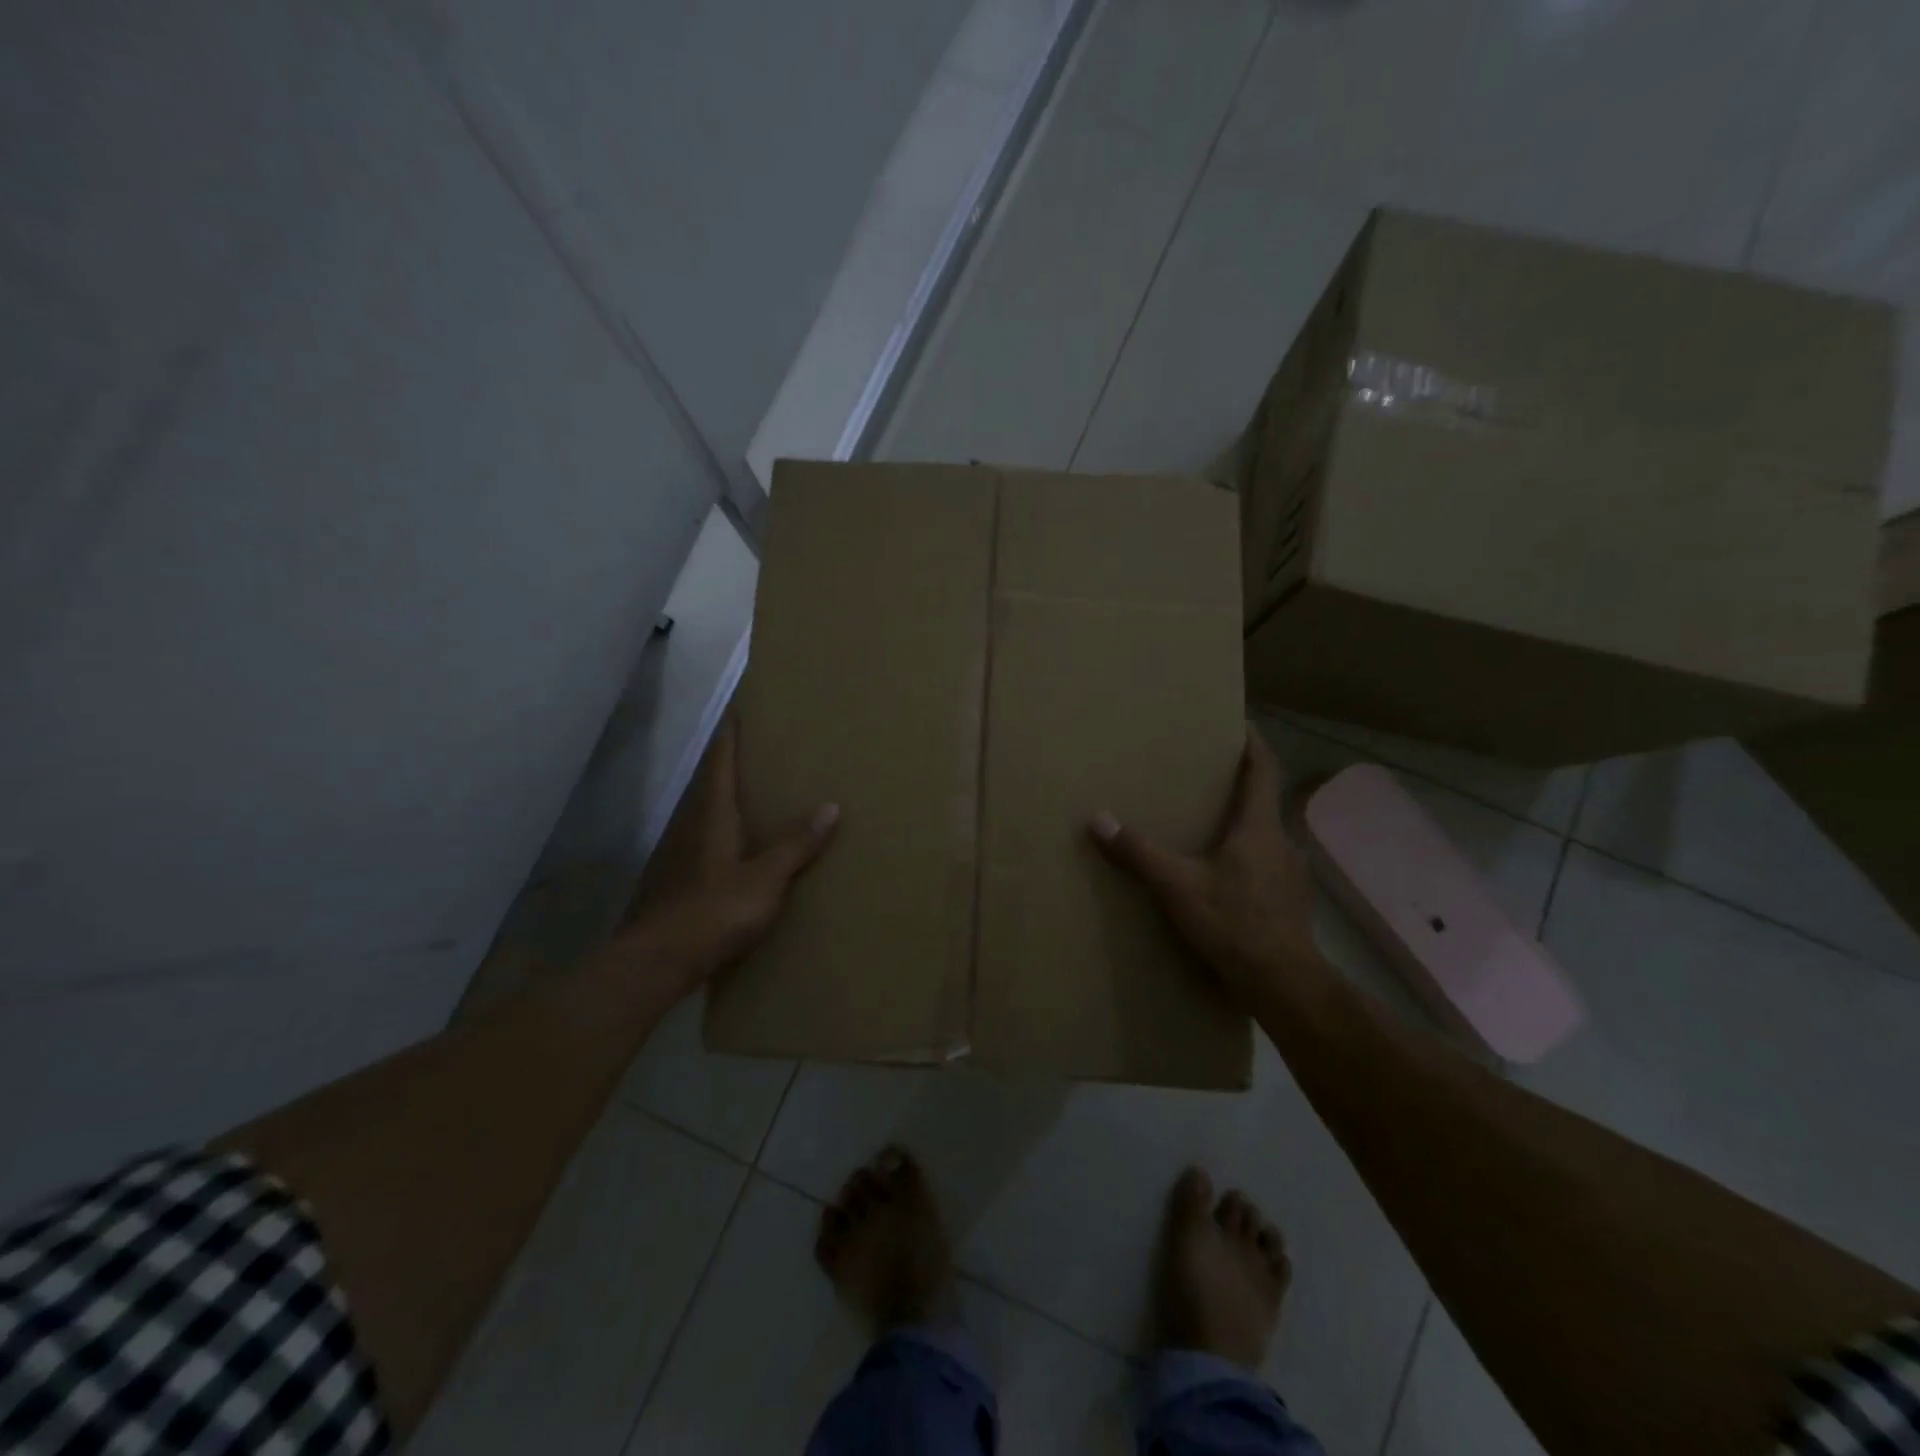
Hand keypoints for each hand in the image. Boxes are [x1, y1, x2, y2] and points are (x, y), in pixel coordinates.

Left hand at [617, 716, 837, 995]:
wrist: (657, 960)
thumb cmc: (715, 910)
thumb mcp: (767, 879)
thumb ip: (797, 844)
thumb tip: (831, 806)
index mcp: (712, 814)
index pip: (720, 762)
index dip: (730, 736)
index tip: (738, 711)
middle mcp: (689, 824)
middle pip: (709, 784)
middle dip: (729, 765)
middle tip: (757, 752)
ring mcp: (675, 852)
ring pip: (701, 813)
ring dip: (722, 799)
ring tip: (749, 796)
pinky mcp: (671, 879)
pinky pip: (698, 840)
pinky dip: (717, 831)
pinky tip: (730, 848)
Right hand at [1089, 728, 1321, 1004]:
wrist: (1284, 984)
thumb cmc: (1233, 923)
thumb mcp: (1177, 887)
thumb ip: (1138, 853)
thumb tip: (1097, 819)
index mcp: (1258, 827)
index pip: (1263, 770)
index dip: (1253, 744)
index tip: (1240, 724)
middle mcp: (1282, 842)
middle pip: (1263, 801)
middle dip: (1238, 786)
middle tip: (1206, 779)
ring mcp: (1292, 874)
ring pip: (1265, 837)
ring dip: (1242, 827)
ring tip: (1211, 830)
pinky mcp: (1292, 902)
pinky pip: (1268, 866)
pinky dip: (1248, 860)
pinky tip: (1226, 879)